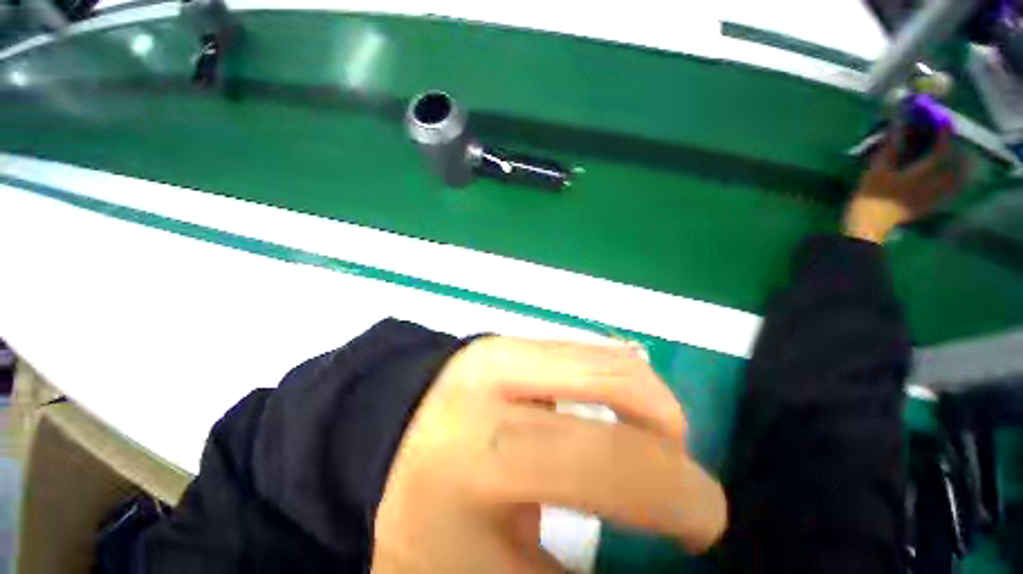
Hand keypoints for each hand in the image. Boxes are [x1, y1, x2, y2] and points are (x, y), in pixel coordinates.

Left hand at [372, 337, 726, 573]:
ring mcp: (505, 347)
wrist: (382, 437)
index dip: (676, 501)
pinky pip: (589, 351)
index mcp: (480, 455)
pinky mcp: (510, 337)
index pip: (605, 469)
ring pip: (610, 360)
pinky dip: (622, 383)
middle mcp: (495, 383)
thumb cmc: (420, 512)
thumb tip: (644, 569)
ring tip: (651, 446)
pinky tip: (615, 414)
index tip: (699, 537)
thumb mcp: (482, 571)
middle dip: (671, 442)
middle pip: (619, 388)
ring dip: (652, 406)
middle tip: (681, 488)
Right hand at [844, 129, 964, 242]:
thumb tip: (900, 122)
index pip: (943, 147)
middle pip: (956, 161)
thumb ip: (892, 145)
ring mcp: (936, 195)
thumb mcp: (876, 169)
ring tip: (957, 154)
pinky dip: (956, 180)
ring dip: (960, 163)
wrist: (868, 227)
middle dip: (954, 146)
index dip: (944, 131)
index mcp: (924, 172)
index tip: (942, 117)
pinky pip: (952, 190)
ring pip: (958, 176)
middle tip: (948, 136)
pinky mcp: (932, 205)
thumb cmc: (870, 196)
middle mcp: (937, 183)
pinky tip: (954, 177)